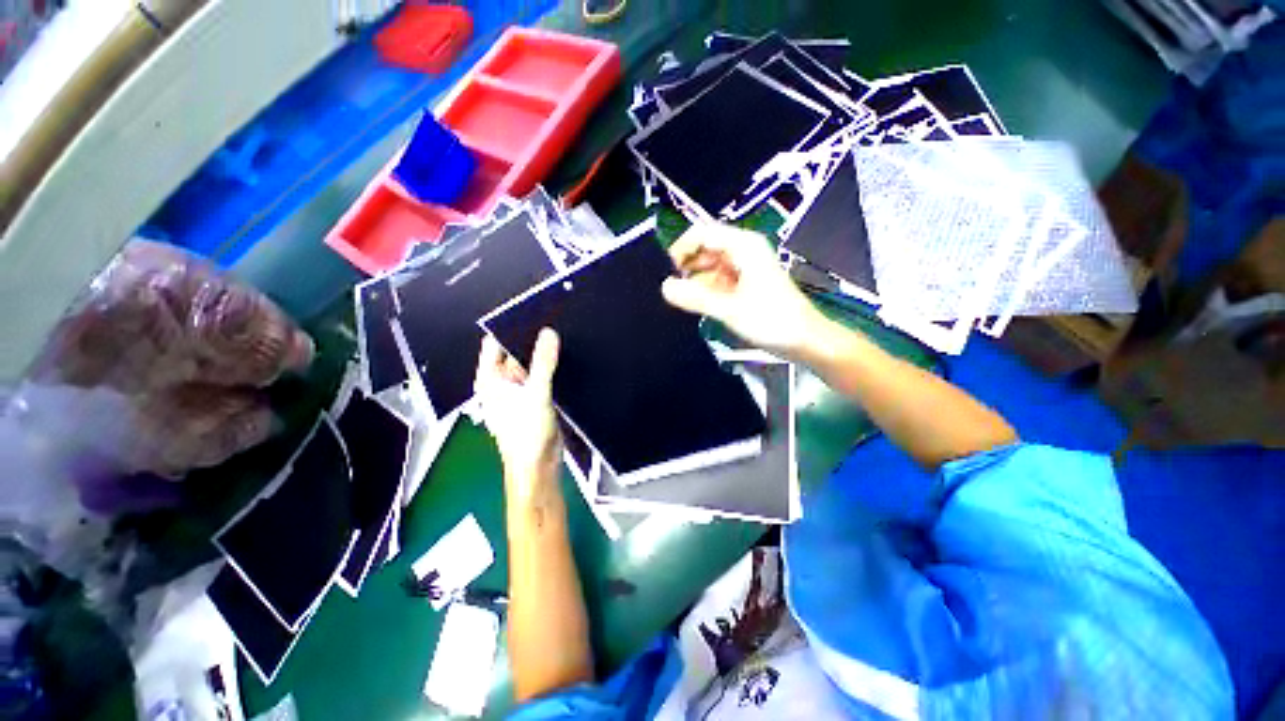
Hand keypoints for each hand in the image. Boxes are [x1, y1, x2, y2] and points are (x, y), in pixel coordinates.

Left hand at [473, 330, 561, 493]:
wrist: (539, 465)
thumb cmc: (526, 434)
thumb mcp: (536, 394)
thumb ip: (543, 363)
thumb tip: (549, 333)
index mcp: (490, 379)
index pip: (495, 343)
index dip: (511, 326)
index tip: (532, 312)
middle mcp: (502, 382)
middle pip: (516, 351)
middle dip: (533, 340)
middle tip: (553, 321)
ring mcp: (520, 389)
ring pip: (532, 363)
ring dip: (544, 354)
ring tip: (562, 335)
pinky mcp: (536, 397)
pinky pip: (543, 375)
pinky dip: (551, 367)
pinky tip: (565, 357)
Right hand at [661, 222, 826, 358]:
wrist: (805, 340)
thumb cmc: (771, 321)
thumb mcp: (729, 309)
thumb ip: (695, 298)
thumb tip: (664, 287)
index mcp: (743, 246)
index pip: (702, 233)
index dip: (681, 248)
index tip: (667, 271)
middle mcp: (744, 250)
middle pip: (705, 248)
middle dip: (688, 266)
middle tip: (675, 290)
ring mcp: (746, 266)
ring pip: (711, 265)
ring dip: (697, 280)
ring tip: (688, 300)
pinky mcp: (746, 282)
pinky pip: (719, 278)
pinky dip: (708, 288)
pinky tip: (702, 304)